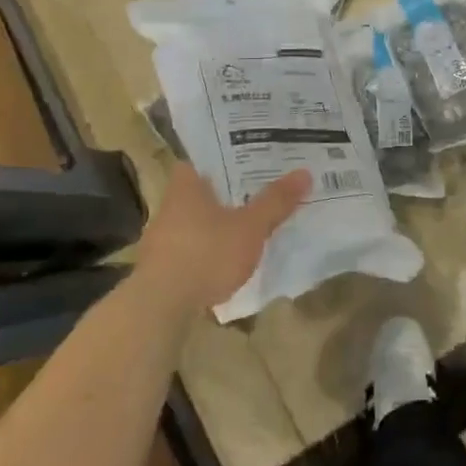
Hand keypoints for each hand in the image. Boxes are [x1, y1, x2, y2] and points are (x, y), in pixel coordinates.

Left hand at [133, 164, 310, 315]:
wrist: (161, 307)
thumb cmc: (206, 254)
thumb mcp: (250, 227)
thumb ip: (275, 201)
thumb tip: (304, 172)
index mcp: (186, 187)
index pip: (199, 159)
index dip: (220, 157)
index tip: (245, 157)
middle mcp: (169, 207)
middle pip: (198, 191)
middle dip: (224, 192)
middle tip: (255, 189)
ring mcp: (161, 239)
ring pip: (194, 221)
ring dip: (215, 223)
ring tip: (245, 224)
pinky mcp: (160, 269)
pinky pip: (189, 248)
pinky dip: (206, 249)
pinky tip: (225, 259)